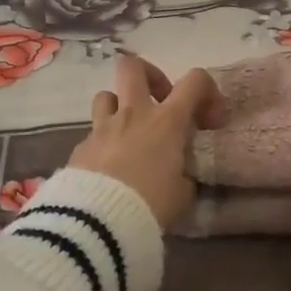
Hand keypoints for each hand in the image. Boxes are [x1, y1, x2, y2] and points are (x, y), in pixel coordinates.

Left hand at [68, 55, 222, 230]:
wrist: (98, 223)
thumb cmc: (150, 204)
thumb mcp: (183, 194)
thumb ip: (185, 175)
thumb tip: (181, 174)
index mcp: (166, 121)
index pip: (194, 80)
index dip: (207, 90)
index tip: (209, 118)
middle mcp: (133, 114)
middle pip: (133, 67)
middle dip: (150, 75)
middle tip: (160, 100)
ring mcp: (103, 128)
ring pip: (107, 95)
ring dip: (120, 107)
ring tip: (130, 132)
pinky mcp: (81, 147)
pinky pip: (94, 133)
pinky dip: (105, 143)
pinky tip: (110, 167)